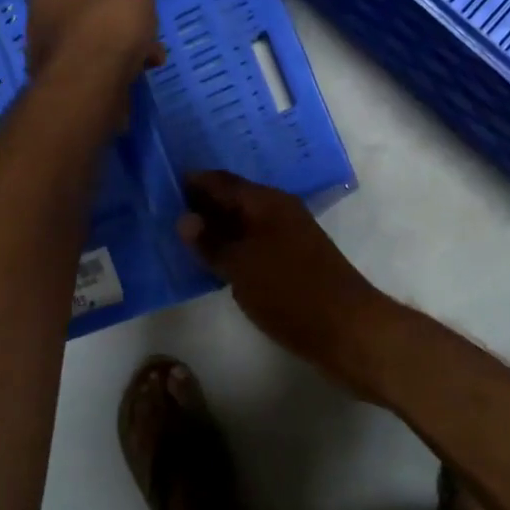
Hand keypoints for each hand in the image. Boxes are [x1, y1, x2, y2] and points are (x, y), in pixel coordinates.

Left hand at [26, 0, 165, 91]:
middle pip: (81, 15)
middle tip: (142, 33)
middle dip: (114, 25)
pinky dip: (112, 72)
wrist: (92, 82)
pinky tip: (137, 76)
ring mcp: (45, 55)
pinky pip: (90, 72)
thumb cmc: (108, 22)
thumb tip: (129, 0)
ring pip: (89, 46)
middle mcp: (37, 17)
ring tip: (149, 59)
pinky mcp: (60, 85)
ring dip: (118, 51)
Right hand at [177, 171, 390, 383]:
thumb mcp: (241, 265)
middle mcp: (279, 212)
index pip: (222, 181)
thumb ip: (211, 242)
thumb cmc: (289, 290)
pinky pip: (254, 246)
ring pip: (244, 225)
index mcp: (267, 202)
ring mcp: (289, 238)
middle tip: (164, 213)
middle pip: (234, 200)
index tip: (162, 186)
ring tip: (182, 238)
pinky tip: (213, 263)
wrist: (346, 329)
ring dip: (217, 230)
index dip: (194, 182)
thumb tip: (184, 219)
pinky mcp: (294, 263)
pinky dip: (233, 250)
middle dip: (203, 205)